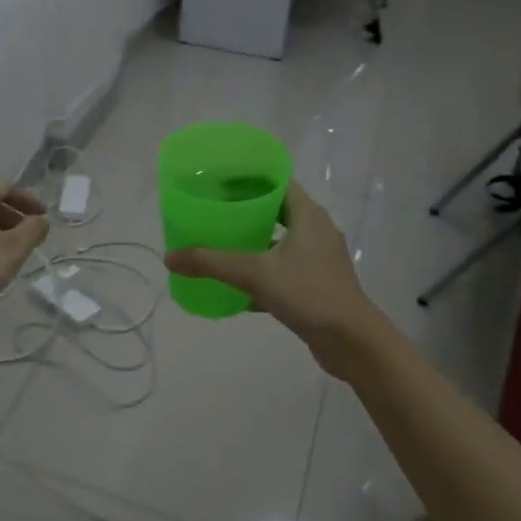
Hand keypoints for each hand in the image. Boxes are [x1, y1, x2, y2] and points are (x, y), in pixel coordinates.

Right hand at [164, 182, 382, 377]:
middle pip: (276, 212)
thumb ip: (211, 263)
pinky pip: (283, 271)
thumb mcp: (254, 274)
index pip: (277, 183)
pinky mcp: (316, 286)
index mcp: (308, 216)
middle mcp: (316, 232)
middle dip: (244, 212)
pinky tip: (236, 289)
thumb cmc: (308, 293)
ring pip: (279, 243)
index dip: (248, 178)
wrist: (352, 341)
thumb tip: (169, 257)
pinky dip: (261, 275)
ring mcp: (318, 260)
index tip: (218, 181)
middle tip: (211, 213)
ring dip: (252, 244)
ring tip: (219, 246)